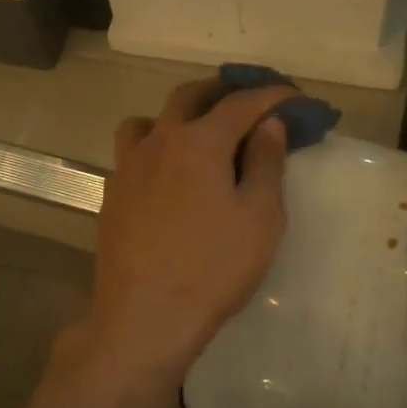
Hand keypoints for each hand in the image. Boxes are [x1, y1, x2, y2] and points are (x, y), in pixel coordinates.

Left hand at [81, 78, 295, 384]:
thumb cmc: (213, 268)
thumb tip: (268, 125)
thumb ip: (265, 164)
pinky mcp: (112, 194)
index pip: (240, 103)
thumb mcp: (259, 218)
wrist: (145, 316)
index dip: (271, 95)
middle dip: (222, 91)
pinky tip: (168, 176)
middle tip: (249, 102)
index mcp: (198, 142)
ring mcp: (128, 167)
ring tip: (199, 134)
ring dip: (178, 115)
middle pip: (189, 97)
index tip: (294, 97)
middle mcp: (158, 142)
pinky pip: (133, 152)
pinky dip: (155, 147)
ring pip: (150, 120)